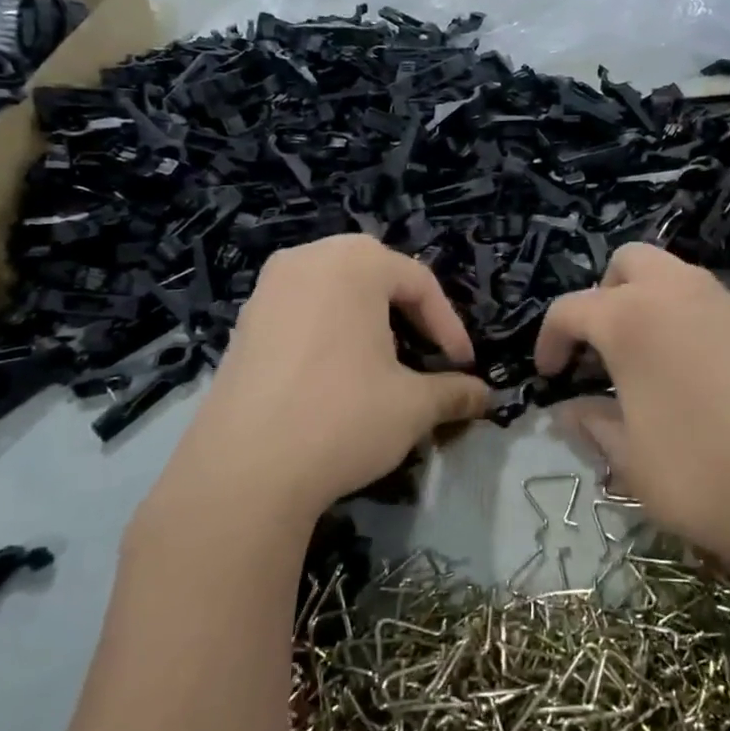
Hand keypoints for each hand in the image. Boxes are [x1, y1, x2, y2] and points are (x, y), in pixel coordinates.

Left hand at [170, 235, 488, 529]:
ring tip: (384, 362)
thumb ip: (454, 392)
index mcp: (353, 263)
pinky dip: (330, 331)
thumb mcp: (413, 406)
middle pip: (373, 274)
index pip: (418, 282)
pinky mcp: (243, 324)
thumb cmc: (342, 417)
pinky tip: (336, 375)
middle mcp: (306, 260)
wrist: (244, 470)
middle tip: (426, 351)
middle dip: (407, 312)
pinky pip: (302, 311)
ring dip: (368, 320)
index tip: (464, 366)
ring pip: (334, 291)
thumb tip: (485, 396)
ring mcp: (267, 290)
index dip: (449, 326)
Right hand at [535, 244, 729, 578]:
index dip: (550, 340)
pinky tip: (699, 373)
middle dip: (605, 296)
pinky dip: (691, 319)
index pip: (572, 309)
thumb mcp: (629, 459)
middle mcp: (680, 293)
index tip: (549, 375)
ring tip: (649, 360)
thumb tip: (569, 410)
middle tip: (602, 348)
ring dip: (650, 302)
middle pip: (629, 263)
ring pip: (677, 275)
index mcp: (632, 319)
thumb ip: (592, 423)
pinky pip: (714, 303)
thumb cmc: (701, 478)